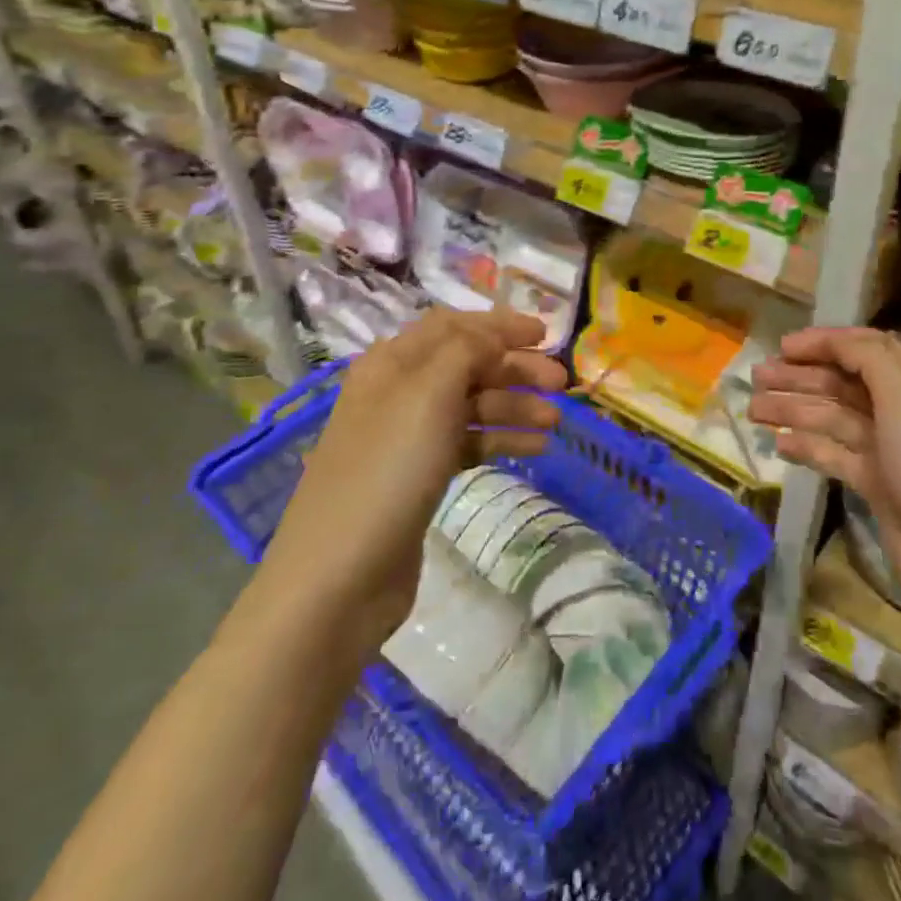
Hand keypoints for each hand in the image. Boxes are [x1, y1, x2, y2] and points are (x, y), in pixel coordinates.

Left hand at [259, 310, 568, 659]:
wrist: (339, 575)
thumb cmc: (387, 470)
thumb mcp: (428, 394)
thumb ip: (467, 350)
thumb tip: (495, 336)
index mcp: (392, 362)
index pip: (453, 325)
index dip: (499, 325)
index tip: (546, 334)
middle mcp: (399, 391)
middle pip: (467, 364)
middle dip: (514, 367)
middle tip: (560, 382)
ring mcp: (409, 436)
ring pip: (472, 405)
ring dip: (515, 406)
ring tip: (555, 421)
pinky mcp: (420, 475)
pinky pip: (469, 443)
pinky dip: (501, 439)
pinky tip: (535, 447)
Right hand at [749, 327, 900, 637]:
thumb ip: (868, 357)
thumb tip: (836, 340)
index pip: (867, 347)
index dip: (824, 342)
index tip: (782, 345)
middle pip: (845, 382)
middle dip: (801, 376)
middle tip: (755, 376)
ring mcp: (894, 450)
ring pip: (835, 418)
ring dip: (794, 409)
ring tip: (753, 409)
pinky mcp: (880, 486)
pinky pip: (837, 455)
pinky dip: (809, 446)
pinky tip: (780, 444)